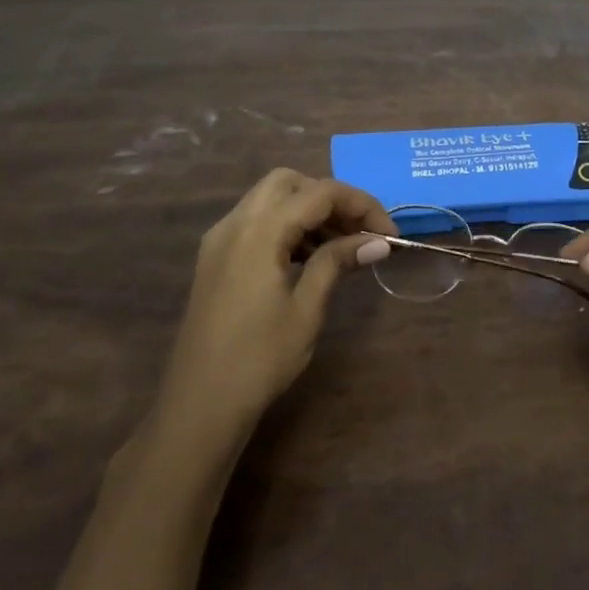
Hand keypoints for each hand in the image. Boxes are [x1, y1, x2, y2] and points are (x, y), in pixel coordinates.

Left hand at [155, 169, 394, 443]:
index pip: (319, 193)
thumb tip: (378, 242)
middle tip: (359, 231)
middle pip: (290, 183)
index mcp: (259, 232)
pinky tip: (308, 257)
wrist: (199, 406)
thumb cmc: (259, 360)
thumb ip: (337, 262)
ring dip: (308, 210)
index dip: (361, 205)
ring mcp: (220, 240)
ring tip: (341, 246)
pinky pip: (255, 221)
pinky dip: (286, 225)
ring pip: (270, 199)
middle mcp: (235, 223)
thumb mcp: (306, 309)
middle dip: (330, 198)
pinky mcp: (215, 258)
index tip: (389, 234)